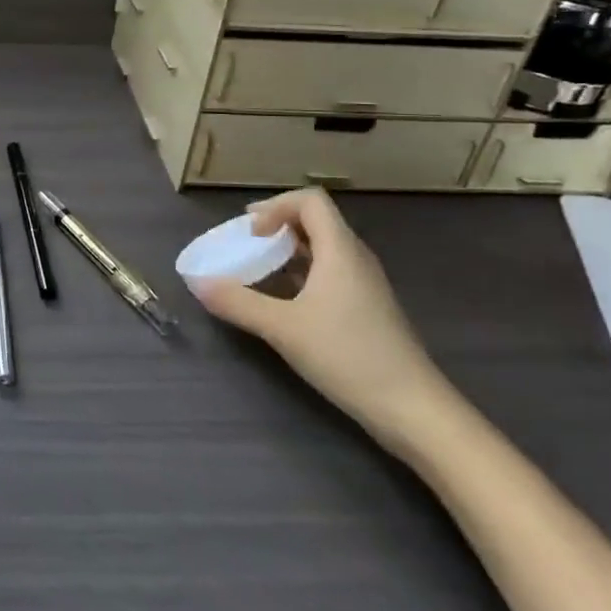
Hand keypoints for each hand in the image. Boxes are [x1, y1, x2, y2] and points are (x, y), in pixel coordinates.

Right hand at [188, 188, 460, 456]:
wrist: (414, 409)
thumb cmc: (348, 356)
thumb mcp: (283, 328)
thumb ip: (237, 302)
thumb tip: (196, 283)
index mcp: (340, 250)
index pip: (310, 201)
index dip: (275, 206)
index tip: (250, 232)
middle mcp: (356, 258)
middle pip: (317, 220)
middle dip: (277, 224)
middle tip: (246, 243)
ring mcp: (365, 284)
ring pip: (324, 247)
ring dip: (289, 249)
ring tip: (259, 267)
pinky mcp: (368, 308)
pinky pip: (331, 272)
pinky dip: (303, 272)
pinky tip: (285, 299)